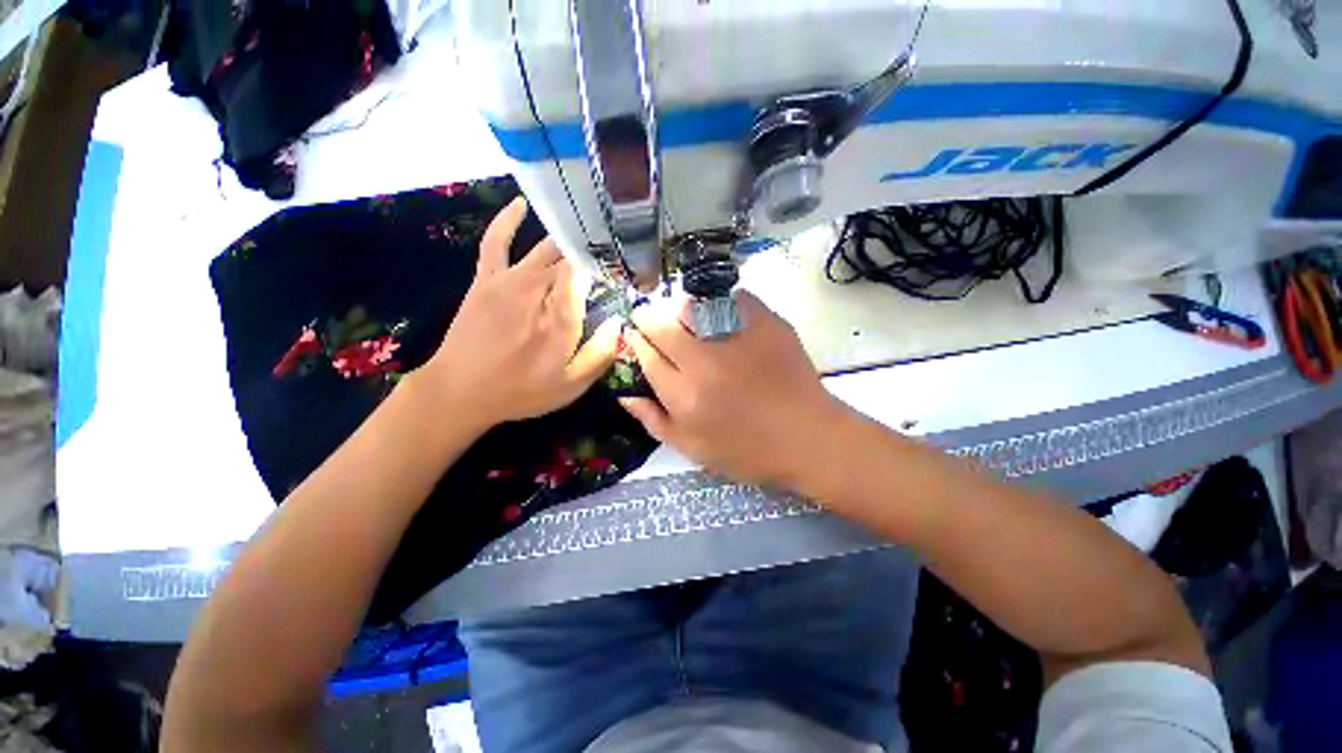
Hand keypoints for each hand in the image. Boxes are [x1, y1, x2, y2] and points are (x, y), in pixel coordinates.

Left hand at [419, 198, 620, 427]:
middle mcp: (539, 289)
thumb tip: (620, 323)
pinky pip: (497, 241)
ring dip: (568, 236)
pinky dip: (508, 220)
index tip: (623, 267)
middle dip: (594, 251)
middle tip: (612, 248)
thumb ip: (600, 354)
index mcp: (563, 315)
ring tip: (587, 226)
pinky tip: (521, 205)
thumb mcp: (570, 386)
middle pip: (573, 258)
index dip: (609, 266)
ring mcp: (510, 280)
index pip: (592, 275)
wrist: (461, 391)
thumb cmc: (521, 391)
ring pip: (545, 247)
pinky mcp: (487, 279)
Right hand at [620, 291, 848, 490]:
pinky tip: (718, 310)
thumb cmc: (747, 451)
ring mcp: (737, 340)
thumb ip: (655, 422)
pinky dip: (720, 300)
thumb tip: (625, 395)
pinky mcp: (766, 325)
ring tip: (682, 313)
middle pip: (663, 325)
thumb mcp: (693, 449)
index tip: (636, 336)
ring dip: (679, 307)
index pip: (647, 356)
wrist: (807, 439)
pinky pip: (733, 298)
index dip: (637, 341)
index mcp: (684, 396)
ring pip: (693, 305)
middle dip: (648, 317)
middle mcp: (705, 363)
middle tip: (651, 318)